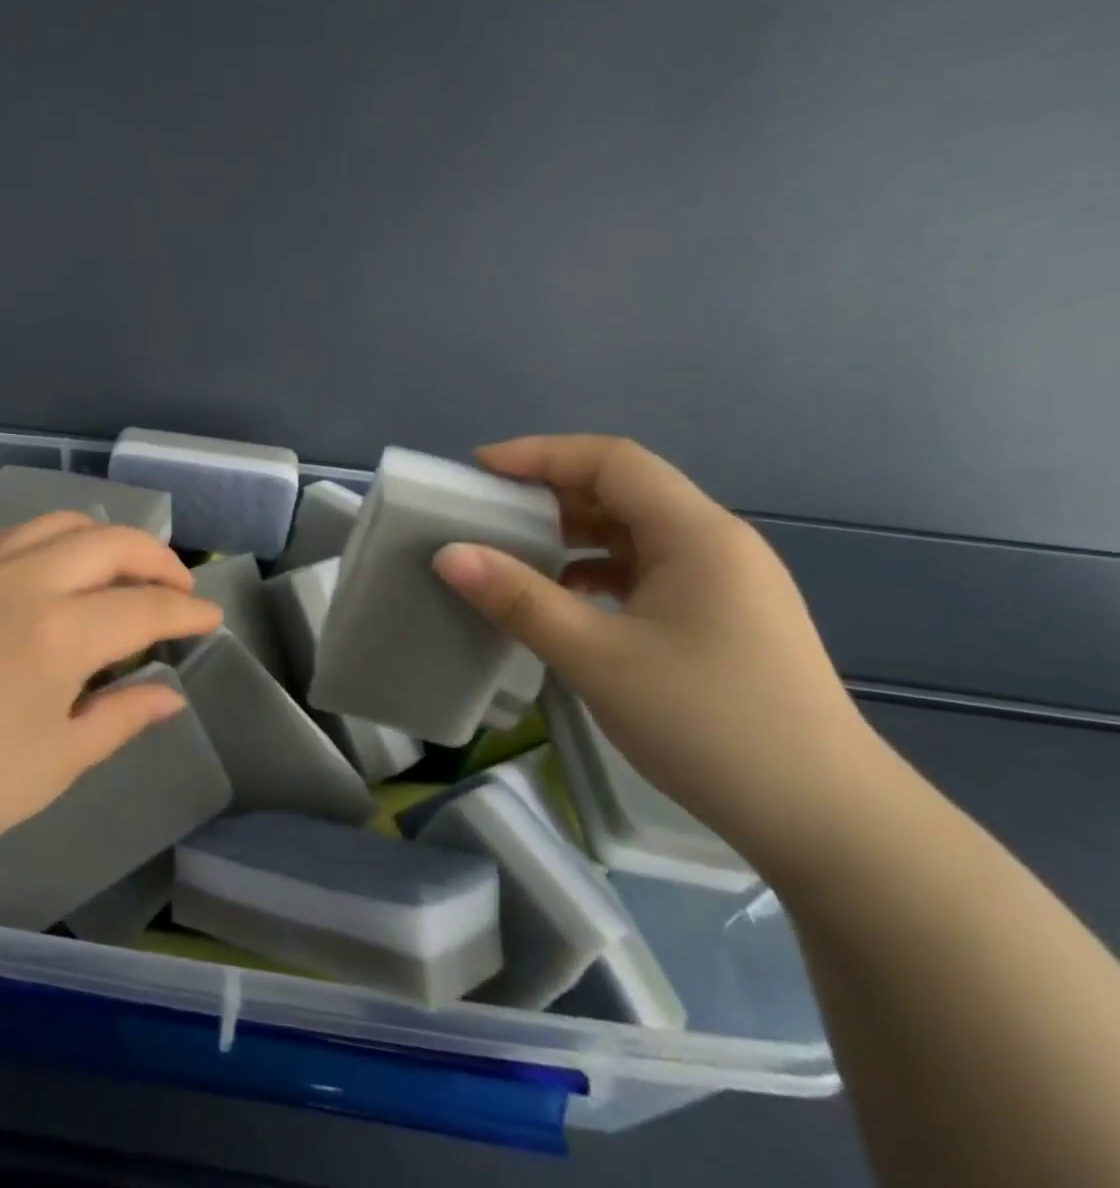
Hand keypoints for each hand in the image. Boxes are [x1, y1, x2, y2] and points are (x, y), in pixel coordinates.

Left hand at [0, 512, 222, 888]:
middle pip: (110, 542)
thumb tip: (171, 695)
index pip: (144, 606)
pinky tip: (46, 573)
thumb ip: (122, 716)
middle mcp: (21, 578)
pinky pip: (7, 534)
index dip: (186, 612)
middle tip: (176, 588)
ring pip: (57, 523)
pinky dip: (46, 542)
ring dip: (101, 540)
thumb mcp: (58, 760)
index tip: (211, 618)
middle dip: (156, 560)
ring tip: (116, 571)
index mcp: (58, 630)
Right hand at [431, 435, 889, 869]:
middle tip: (487, 513)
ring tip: (513, 553)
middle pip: (624, 490)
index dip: (541, 454)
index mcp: (697, 534)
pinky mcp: (721, 618)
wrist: (828, 822)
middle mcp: (715, 543)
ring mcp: (724, 582)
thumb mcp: (596, 657)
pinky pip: (646, 570)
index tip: (479, 471)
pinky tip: (564, 601)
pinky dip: (596, 571)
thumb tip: (448, 554)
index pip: (612, 460)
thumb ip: (518, 599)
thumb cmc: (710, 724)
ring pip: (634, 532)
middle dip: (550, 492)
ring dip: (572, 534)